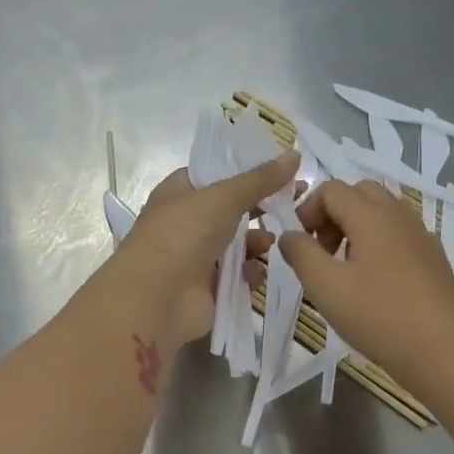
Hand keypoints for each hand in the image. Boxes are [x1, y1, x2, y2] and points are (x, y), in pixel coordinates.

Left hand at [117, 153, 299, 352]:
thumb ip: (260, 179)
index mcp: (179, 193)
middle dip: (261, 207)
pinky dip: (248, 272)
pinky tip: (255, 270)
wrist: (157, 297)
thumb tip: (294, 155)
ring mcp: (197, 257)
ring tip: (271, 241)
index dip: (247, 170)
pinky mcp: (209, 288)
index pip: (215, 174)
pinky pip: (237, 275)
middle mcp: (187, 223)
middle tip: (296, 200)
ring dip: (257, 241)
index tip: (281, 168)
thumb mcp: (223, 197)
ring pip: (237, 244)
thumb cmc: (183, 234)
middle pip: (231, 210)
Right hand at [279, 179, 453, 388]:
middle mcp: (399, 216)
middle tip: (322, 252)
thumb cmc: (377, 315)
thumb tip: (289, 235)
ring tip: (344, 269)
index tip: (301, 246)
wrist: (441, 350)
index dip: (307, 210)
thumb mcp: (325, 286)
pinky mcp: (433, 258)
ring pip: (381, 213)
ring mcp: (421, 236)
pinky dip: (377, 244)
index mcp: (371, 215)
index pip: (331, 190)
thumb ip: (300, 253)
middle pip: (359, 193)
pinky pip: (398, 234)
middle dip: (333, 214)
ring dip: (355, 228)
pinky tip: (373, 283)